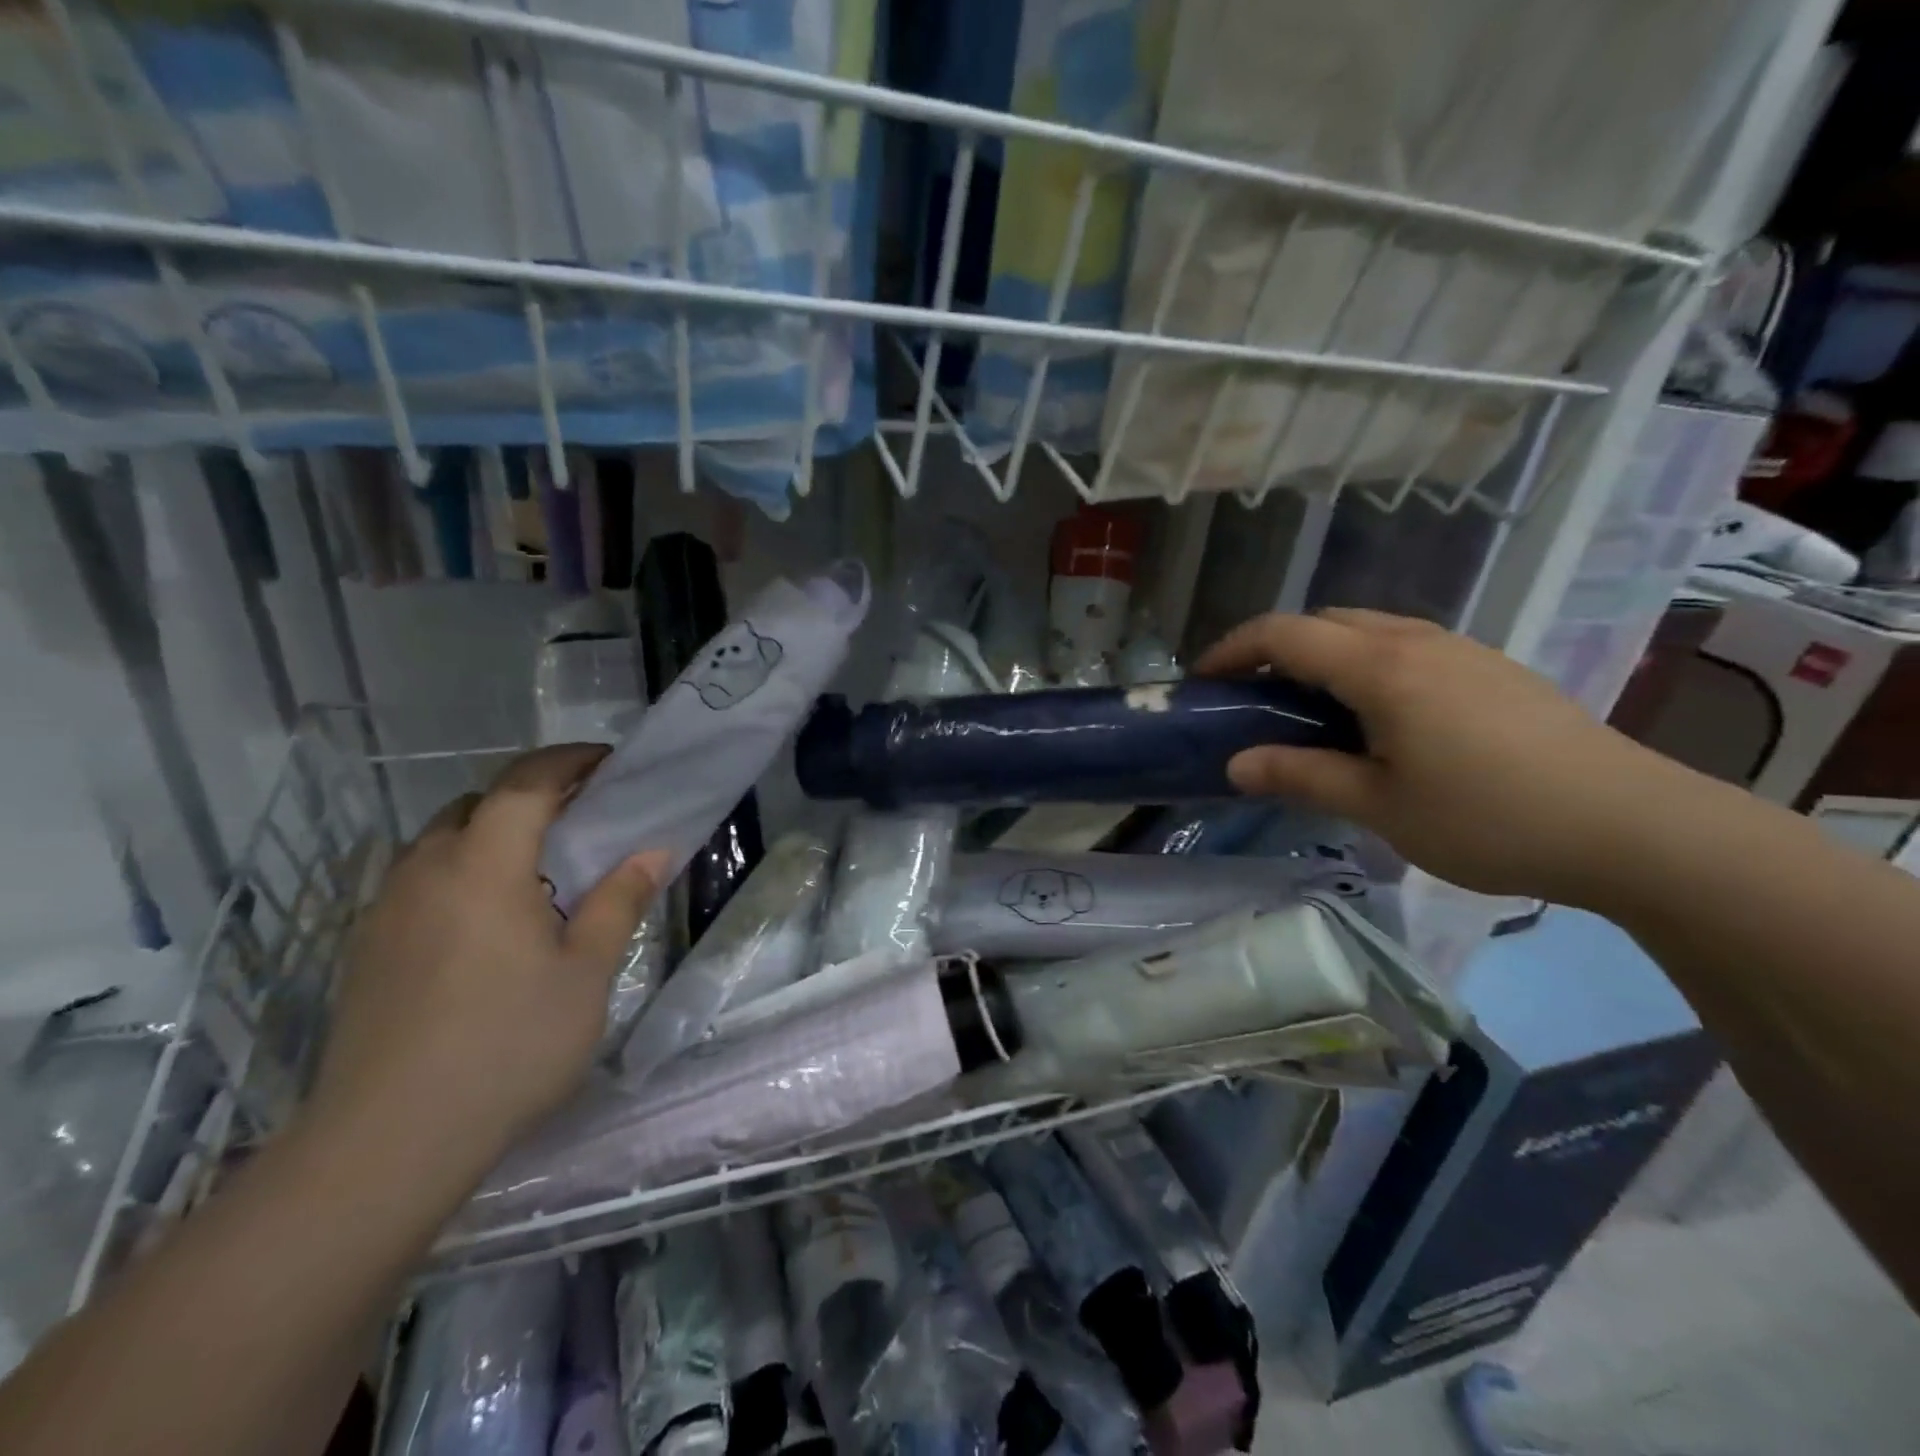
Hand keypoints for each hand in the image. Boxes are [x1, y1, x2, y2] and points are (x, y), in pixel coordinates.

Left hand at [306, 745, 666, 1185]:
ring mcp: (386, 911)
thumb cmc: (507, 1046)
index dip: (568, 761)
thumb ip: (620, 901)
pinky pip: (421, 881)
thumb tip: (652, 852)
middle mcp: (425, 872)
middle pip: (477, 805)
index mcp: (483, 867)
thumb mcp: (587, 972)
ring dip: (493, 834)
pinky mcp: (367, 949)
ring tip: (539, 871)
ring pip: (442, 842)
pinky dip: (463, 872)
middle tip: (582, 819)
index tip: (608, 763)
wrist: (387, 1144)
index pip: (524, 783)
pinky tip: (491, 922)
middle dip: (532, 796)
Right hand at [1197, 610, 1686, 904]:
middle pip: (1325, 620)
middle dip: (1275, 647)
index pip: (1285, 633)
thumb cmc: (1489, 817)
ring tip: (1308, 706)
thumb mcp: (1379, 806)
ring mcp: (1462, 650)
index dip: (1233, 649)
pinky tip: (1377, 715)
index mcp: (1381, 668)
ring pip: (1369, 628)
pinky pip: (1407, 646)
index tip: (1201, 681)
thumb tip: (1235, 764)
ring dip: (1323, 653)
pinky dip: (1365, 663)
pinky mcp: (1493, 669)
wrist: (1634, 827)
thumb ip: (1301, 776)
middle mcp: (1418, 641)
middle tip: (1251, 696)